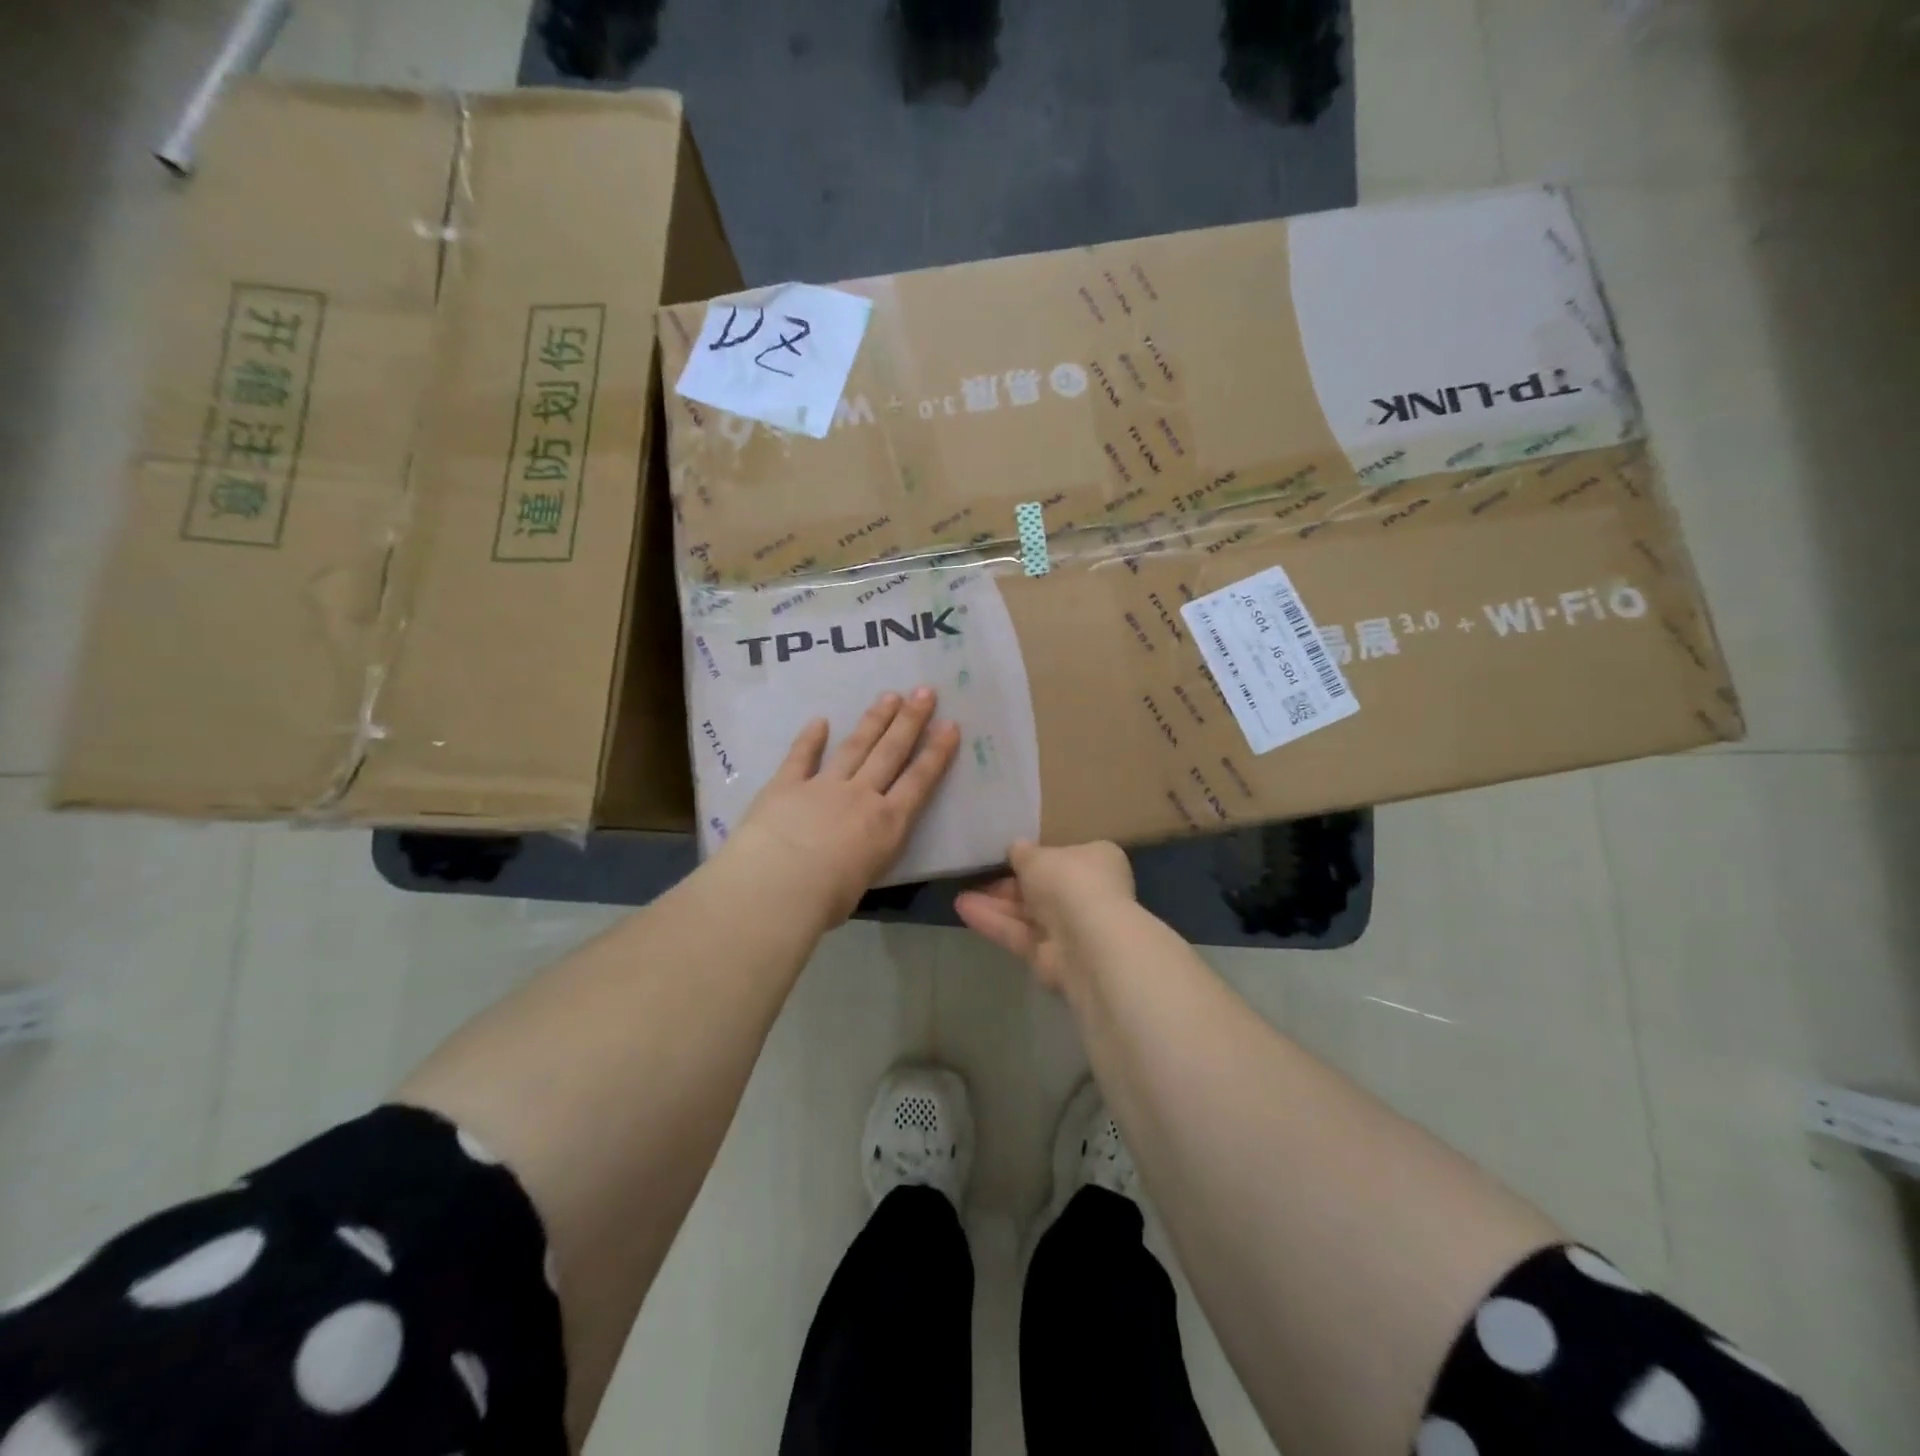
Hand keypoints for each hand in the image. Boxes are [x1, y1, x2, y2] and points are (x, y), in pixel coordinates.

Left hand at [722, 689, 960, 929]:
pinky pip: (800, 757)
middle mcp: (861, 796)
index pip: (919, 782)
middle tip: (924, 692)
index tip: (950, 726)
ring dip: (873, 720)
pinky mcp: (786, 785)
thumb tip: (854, 855)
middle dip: (910, 721)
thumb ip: (863, 859)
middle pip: (890, 752)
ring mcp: (823, 786)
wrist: (777, 885)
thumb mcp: (861, 882)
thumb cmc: (826, 900)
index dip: (936, 753)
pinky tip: (819, 721)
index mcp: (887, 824)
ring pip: (855, 747)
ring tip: (889, 696)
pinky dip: (810, 739)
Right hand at [954, 840, 1135, 992]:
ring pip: (1028, 914)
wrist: (1088, 940)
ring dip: (995, 904)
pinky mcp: (1052, 957)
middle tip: (977, 876)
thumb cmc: (1070, 881)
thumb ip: (1023, 853)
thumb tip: (1016, 849)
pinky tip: (964, 910)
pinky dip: (994, 923)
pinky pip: (1020, 935)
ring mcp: (1072, 929)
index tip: (1009, 855)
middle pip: (1043, 888)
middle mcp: (1090, 895)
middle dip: (1009, 884)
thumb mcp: (1038, 856)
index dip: (1037, 856)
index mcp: (1098, 862)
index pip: (1066, 856)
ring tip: (959, 895)